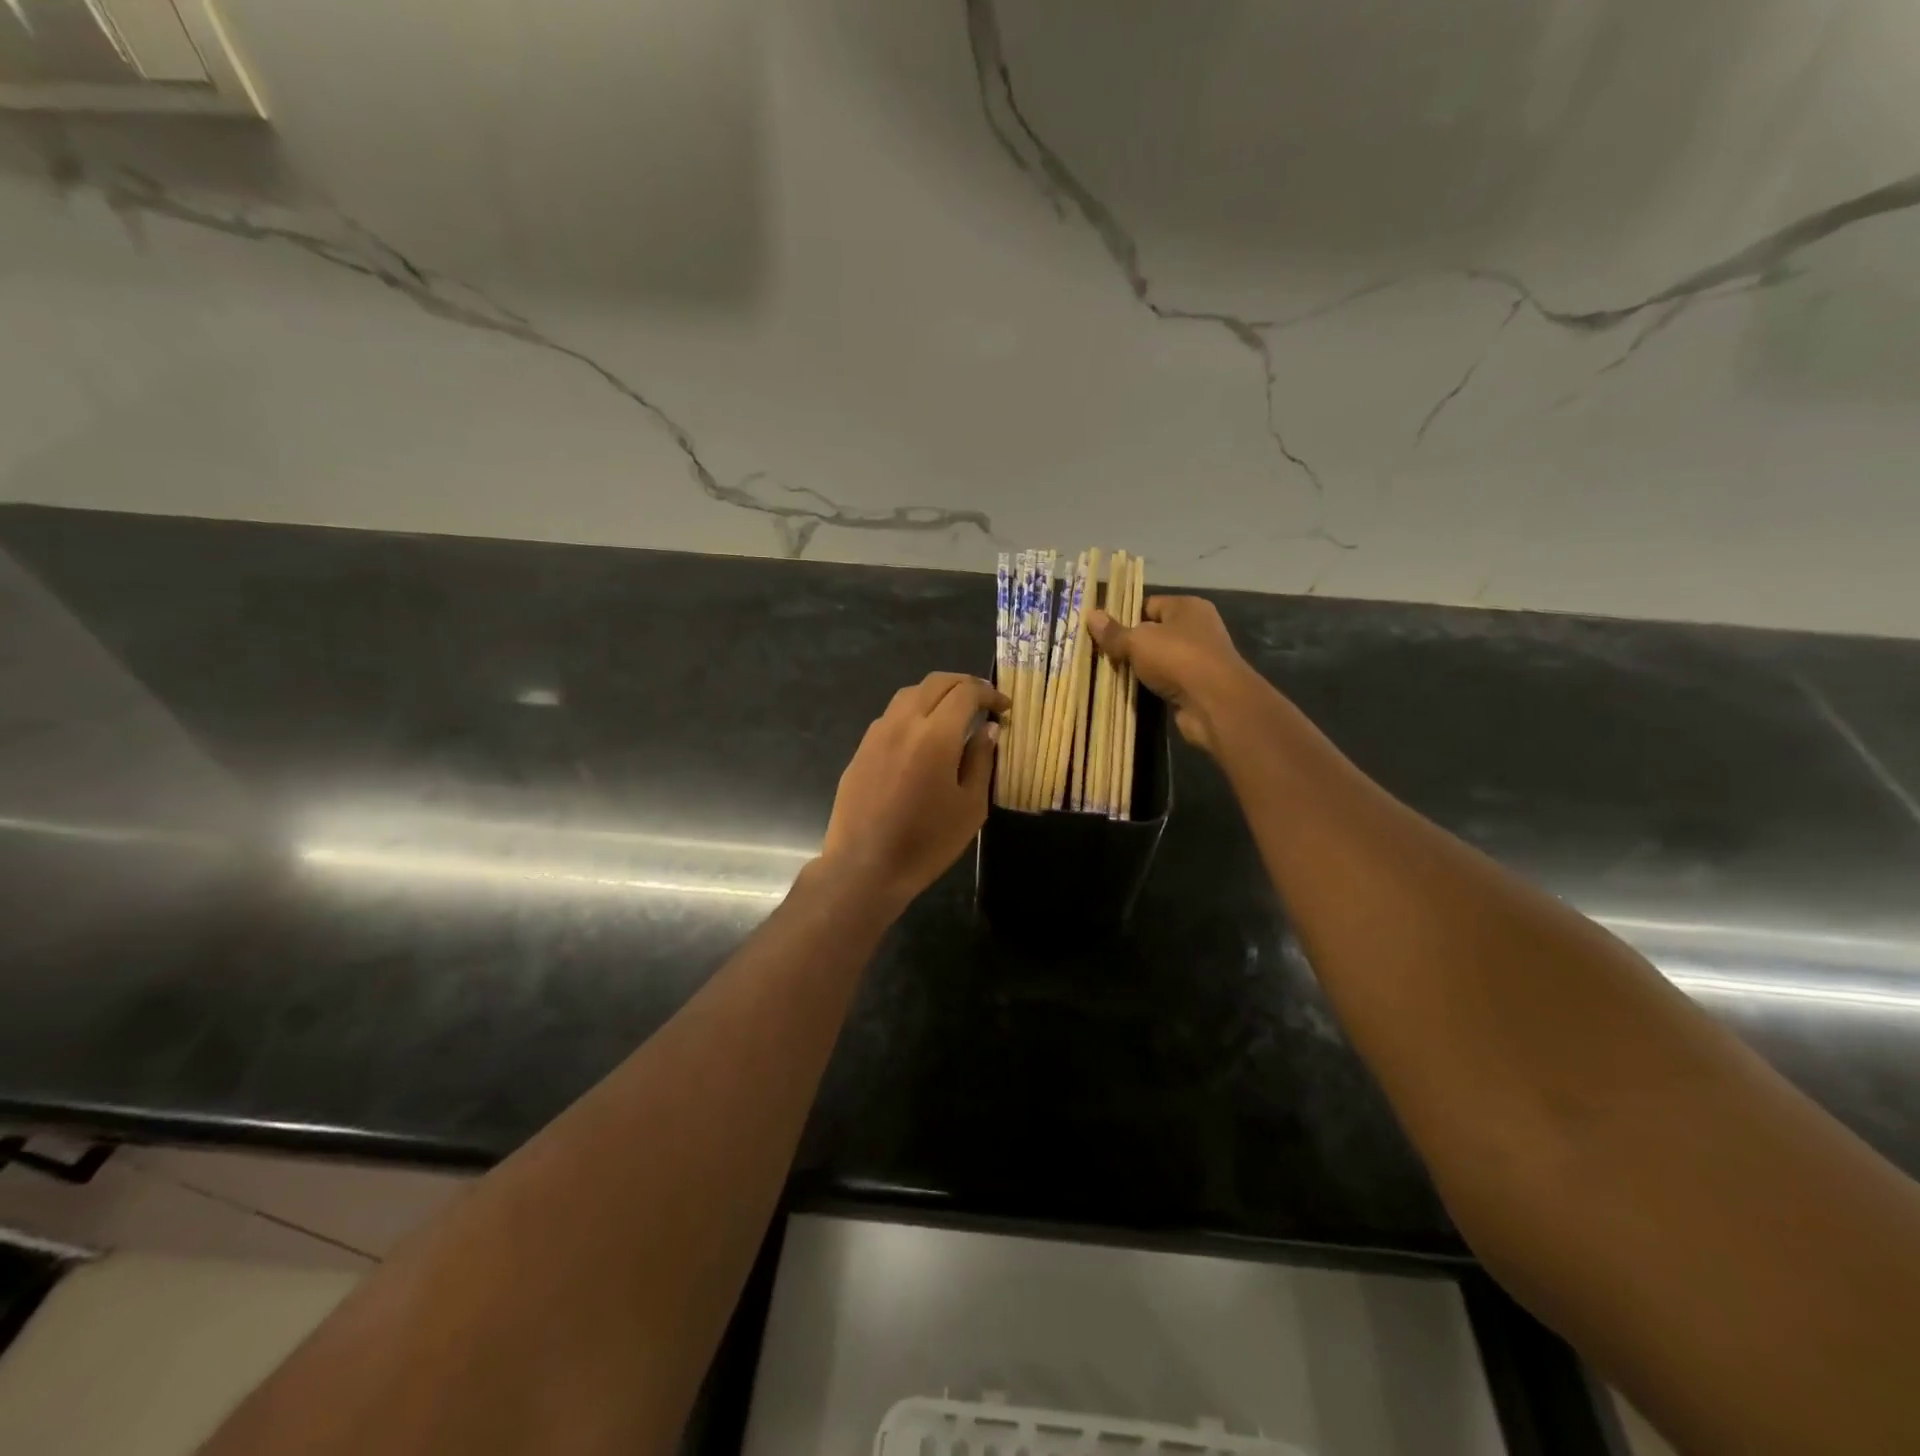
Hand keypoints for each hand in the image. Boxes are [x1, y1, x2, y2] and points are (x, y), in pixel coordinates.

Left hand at [820, 672, 1008, 908]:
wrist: (865, 867)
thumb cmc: (927, 842)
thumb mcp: (970, 806)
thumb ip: (980, 760)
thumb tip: (987, 729)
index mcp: (935, 734)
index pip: (965, 692)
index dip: (989, 693)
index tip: (1004, 708)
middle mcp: (903, 723)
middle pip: (935, 682)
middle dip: (963, 684)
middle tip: (983, 701)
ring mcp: (876, 734)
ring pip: (909, 695)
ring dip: (936, 695)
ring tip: (953, 715)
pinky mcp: (861, 750)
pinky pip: (891, 717)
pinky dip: (913, 714)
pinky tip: (922, 739)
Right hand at [1087, 595, 1264, 755]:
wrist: (1215, 703)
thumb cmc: (1177, 658)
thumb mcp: (1138, 641)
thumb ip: (1114, 632)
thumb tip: (1091, 615)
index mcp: (1187, 607)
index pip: (1149, 605)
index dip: (1124, 616)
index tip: (1101, 631)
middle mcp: (1197, 628)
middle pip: (1154, 632)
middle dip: (1129, 644)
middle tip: (1101, 654)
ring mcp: (1199, 658)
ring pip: (1159, 659)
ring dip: (1139, 667)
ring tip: (1109, 673)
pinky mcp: (1196, 685)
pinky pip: (1166, 680)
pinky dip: (1150, 685)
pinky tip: (1130, 691)